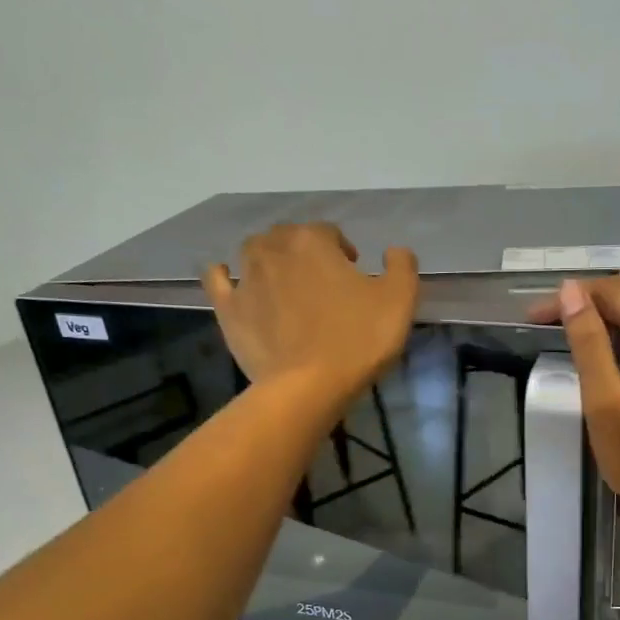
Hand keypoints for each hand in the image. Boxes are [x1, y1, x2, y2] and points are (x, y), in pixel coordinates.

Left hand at [206, 223, 419, 408]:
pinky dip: (225, 274)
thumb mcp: (399, 301)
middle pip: (289, 237)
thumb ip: (401, 266)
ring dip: (270, 259)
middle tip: (324, 283)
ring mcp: (246, 277)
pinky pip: (218, 278)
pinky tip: (231, 278)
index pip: (330, 232)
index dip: (344, 251)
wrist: (308, 387)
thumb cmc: (357, 340)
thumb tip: (394, 251)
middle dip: (306, 252)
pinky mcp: (228, 308)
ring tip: (286, 284)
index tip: (355, 277)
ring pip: (254, 251)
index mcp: (314, 241)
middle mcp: (274, 249)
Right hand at [535, 276, 619, 529]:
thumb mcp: (605, 404)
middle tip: (549, 317)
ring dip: (614, 299)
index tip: (534, 316)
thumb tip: (570, 291)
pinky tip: (612, 331)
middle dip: (591, 295)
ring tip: (576, 319)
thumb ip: (588, 343)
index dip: (571, 298)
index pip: (614, 293)